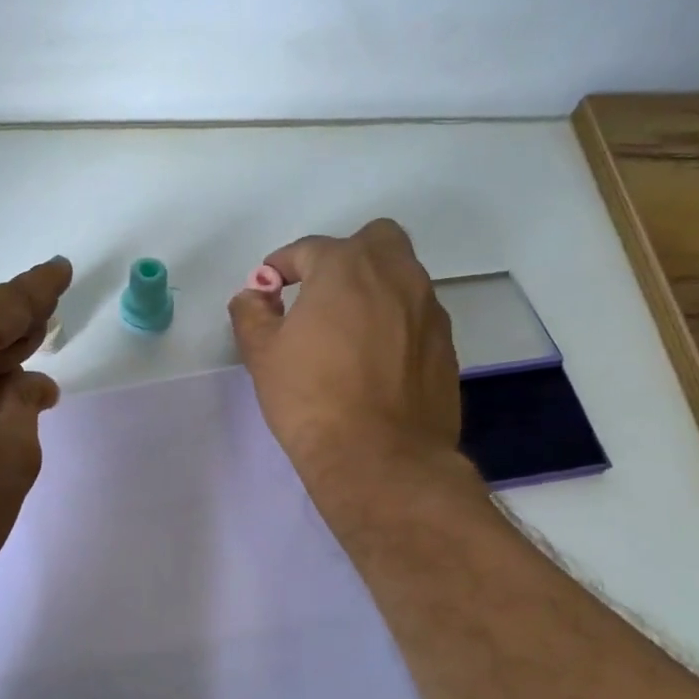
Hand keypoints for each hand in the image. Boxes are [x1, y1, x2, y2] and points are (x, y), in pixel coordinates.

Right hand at [229, 220, 461, 491]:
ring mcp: (428, 310)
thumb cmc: (311, 398)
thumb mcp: (262, 354)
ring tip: (348, 333)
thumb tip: (254, 295)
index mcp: (346, 267)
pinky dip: (396, 324)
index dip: (280, 267)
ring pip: (402, 277)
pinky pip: (417, 316)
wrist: (379, 457)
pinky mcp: (447, 345)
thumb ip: (251, 313)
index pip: (308, 249)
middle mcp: (396, 275)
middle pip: (374, 240)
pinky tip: (376, 362)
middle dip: (344, 258)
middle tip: (320, 296)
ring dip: (374, 290)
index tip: (267, 291)